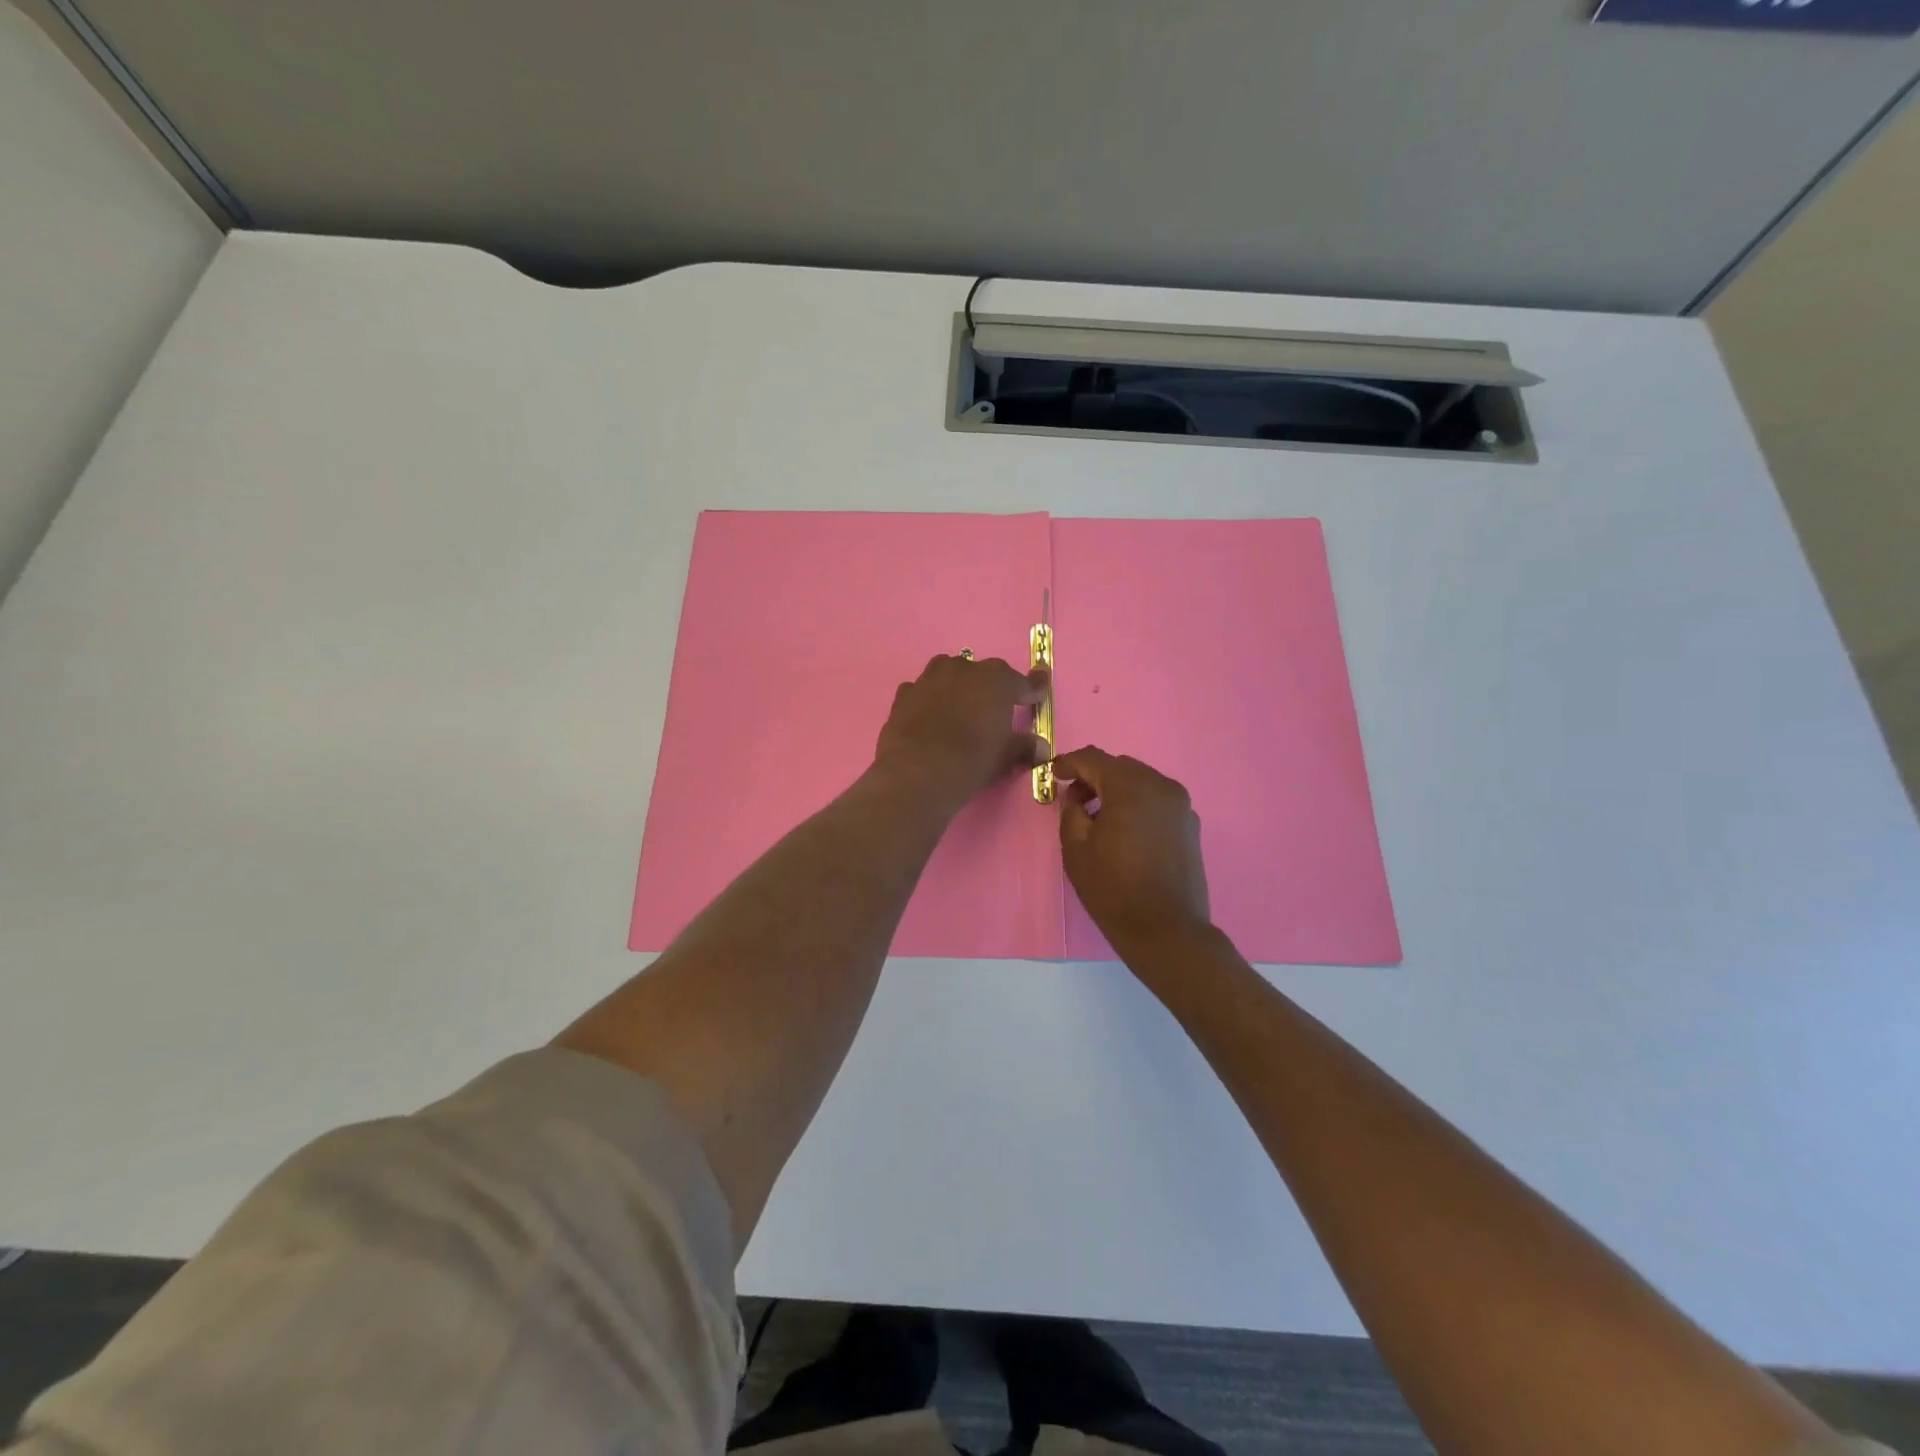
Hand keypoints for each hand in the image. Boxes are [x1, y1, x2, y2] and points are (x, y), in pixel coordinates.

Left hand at [876, 654, 1049, 807]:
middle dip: (989, 689)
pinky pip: (921, 691)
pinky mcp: (904, 694)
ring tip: (958, 709)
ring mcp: (930, 678)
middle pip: (982, 673)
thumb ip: (1024, 747)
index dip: (1033, 689)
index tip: (1039, 693)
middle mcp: (963, 669)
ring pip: (948, 674)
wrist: (918, 772)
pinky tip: (928, 718)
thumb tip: (1040, 748)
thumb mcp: (1005, 757)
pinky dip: (927, 701)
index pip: (1022, 682)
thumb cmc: (972, 760)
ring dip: (956, 686)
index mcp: (996, 680)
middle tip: (992, 711)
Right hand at [1054, 747, 1211, 956]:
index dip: (1069, 762)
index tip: (1053, 774)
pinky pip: (1157, 800)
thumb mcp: (1076, 849)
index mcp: (1131, 787)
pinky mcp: (1190, 824)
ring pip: (1141, 781)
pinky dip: (1137, 804)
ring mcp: (1180, 805)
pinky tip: (1125, 830)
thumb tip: (1077, 797)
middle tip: (1074, 799)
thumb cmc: (1113, 889)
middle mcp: (1161, 785)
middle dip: (1094, 776)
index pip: (1094, 758)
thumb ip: (1071, 811)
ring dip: (1117, 790)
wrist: (1167, 930)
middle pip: (1120, 766)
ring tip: (1099, 816)